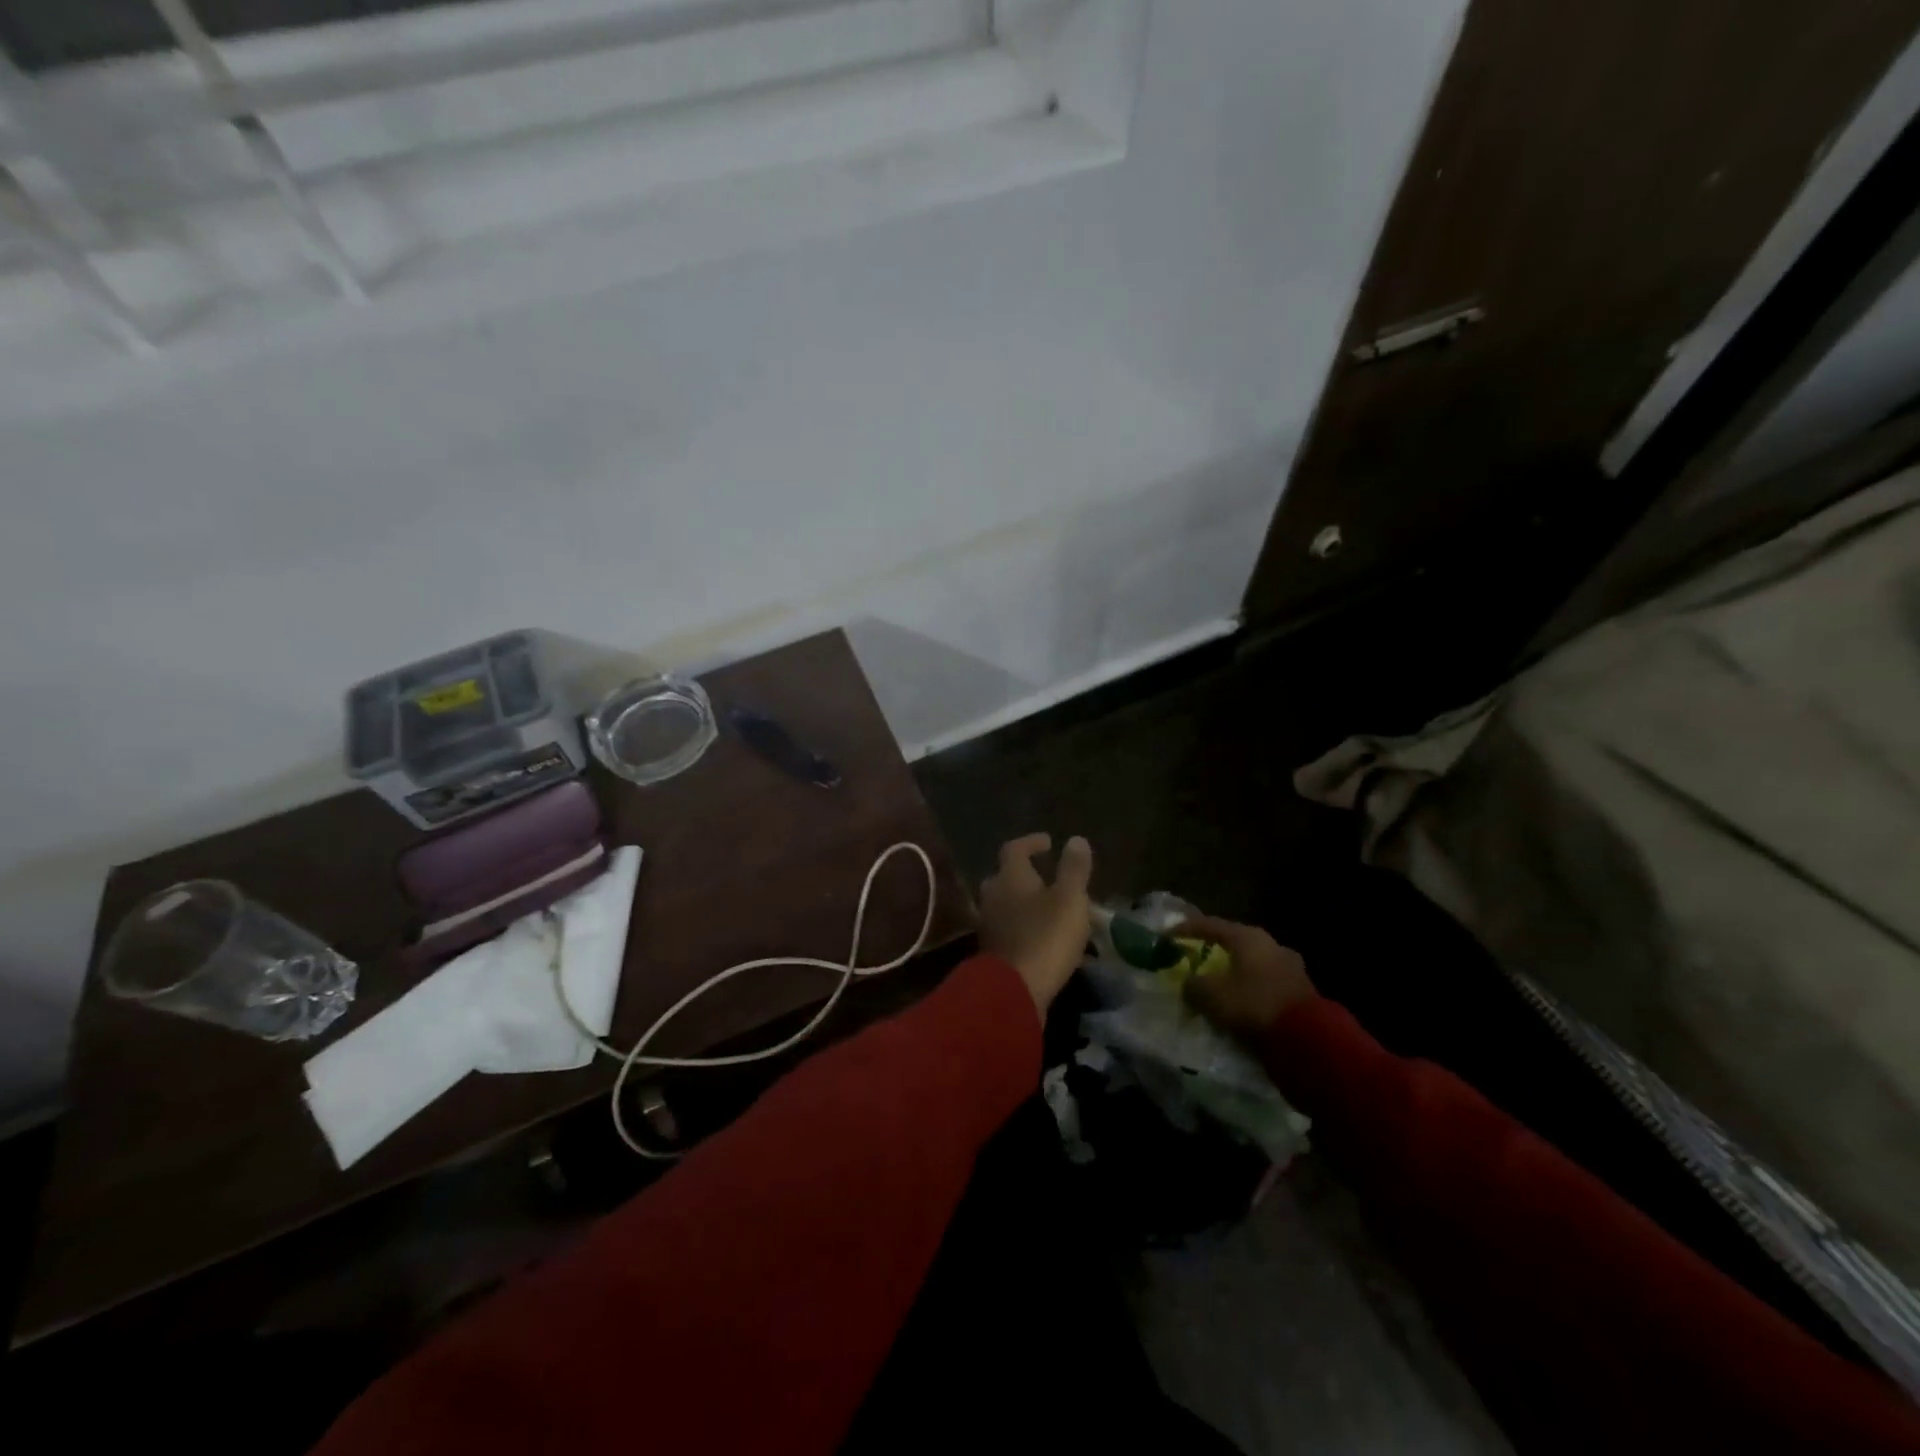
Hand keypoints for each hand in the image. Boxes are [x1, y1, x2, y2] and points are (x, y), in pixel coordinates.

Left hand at [979, 833, 1093, 1019]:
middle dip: (1025, 874)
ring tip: (1050, 908)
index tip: (1049, 843)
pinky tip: (1041, 935)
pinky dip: (1023, 925)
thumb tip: (1075, 839)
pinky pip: (1007, 928)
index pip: (1014, 848)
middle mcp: (992, 895)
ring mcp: (988, 924)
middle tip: (1048, 878)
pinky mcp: (991, 950)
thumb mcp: (1070, 899)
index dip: (1031, 842)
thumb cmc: (1045, 937)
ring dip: (1025, 902)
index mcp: (1009, 877)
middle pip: (1005, 876)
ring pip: (1005, 904)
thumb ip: (1073, 869)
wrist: (1014, 990)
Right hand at [1175, 916, 1315, 1038]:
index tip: (1167, 935)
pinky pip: (1265, 986)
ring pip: (1252, 966)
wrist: (1309, 1040)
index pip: (1210, 925)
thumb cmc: (1254, 1006)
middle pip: (1234, 943)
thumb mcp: (1211, 995)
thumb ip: (1193, 986)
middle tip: (1194, 960)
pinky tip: (1239, 1004)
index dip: (1185, 929)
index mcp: (1249, 937)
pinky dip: (1249, 991)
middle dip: (1213, 952)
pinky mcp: (1301, 993)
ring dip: (1233, 974)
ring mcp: (1291, 968)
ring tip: (1217, 986)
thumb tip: (1190, 985)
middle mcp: (1272, 945)